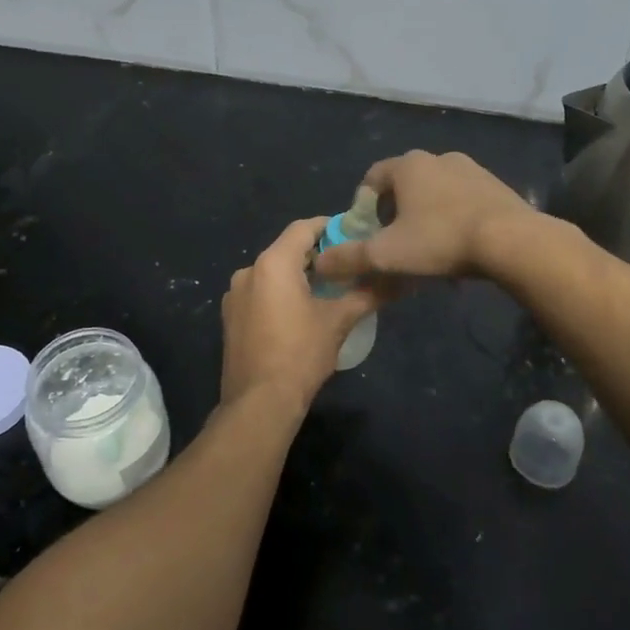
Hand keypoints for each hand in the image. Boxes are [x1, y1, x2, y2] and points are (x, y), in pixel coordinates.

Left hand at [220, 218, 378, 414]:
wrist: (259, 402)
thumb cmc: (300, 354)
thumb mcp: (339, 321)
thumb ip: (367, 294)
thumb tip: (398, 280)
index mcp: (272, 263)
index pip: (303, 228)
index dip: (329, 226)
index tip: (353, 235)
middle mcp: (248, 271)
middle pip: (287, 250)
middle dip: (316, 255)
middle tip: (347, 266)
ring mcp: (234, 295)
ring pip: (272, 273)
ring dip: (298, 276)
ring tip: (328, 291)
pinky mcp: (230, 317)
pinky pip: (260, 293)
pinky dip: (280, 294)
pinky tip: (300, 314)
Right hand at [312, 151, 537, 283]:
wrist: (512, 241)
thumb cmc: (441, 240)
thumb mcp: (387, 254)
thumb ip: (349, 258)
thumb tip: (319, 262)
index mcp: (408, 165)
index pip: (372, 178)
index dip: (362, 206)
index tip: (366, 233)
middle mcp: (438, 158)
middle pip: (403, 185)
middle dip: (394, 213)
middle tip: (394, 244)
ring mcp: (470, 169)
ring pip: (434, 193)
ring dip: (425, 216)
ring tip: (427, 250)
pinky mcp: (495, 186)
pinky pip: (462, 201)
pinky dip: (452, 219)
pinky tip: (458, 248)